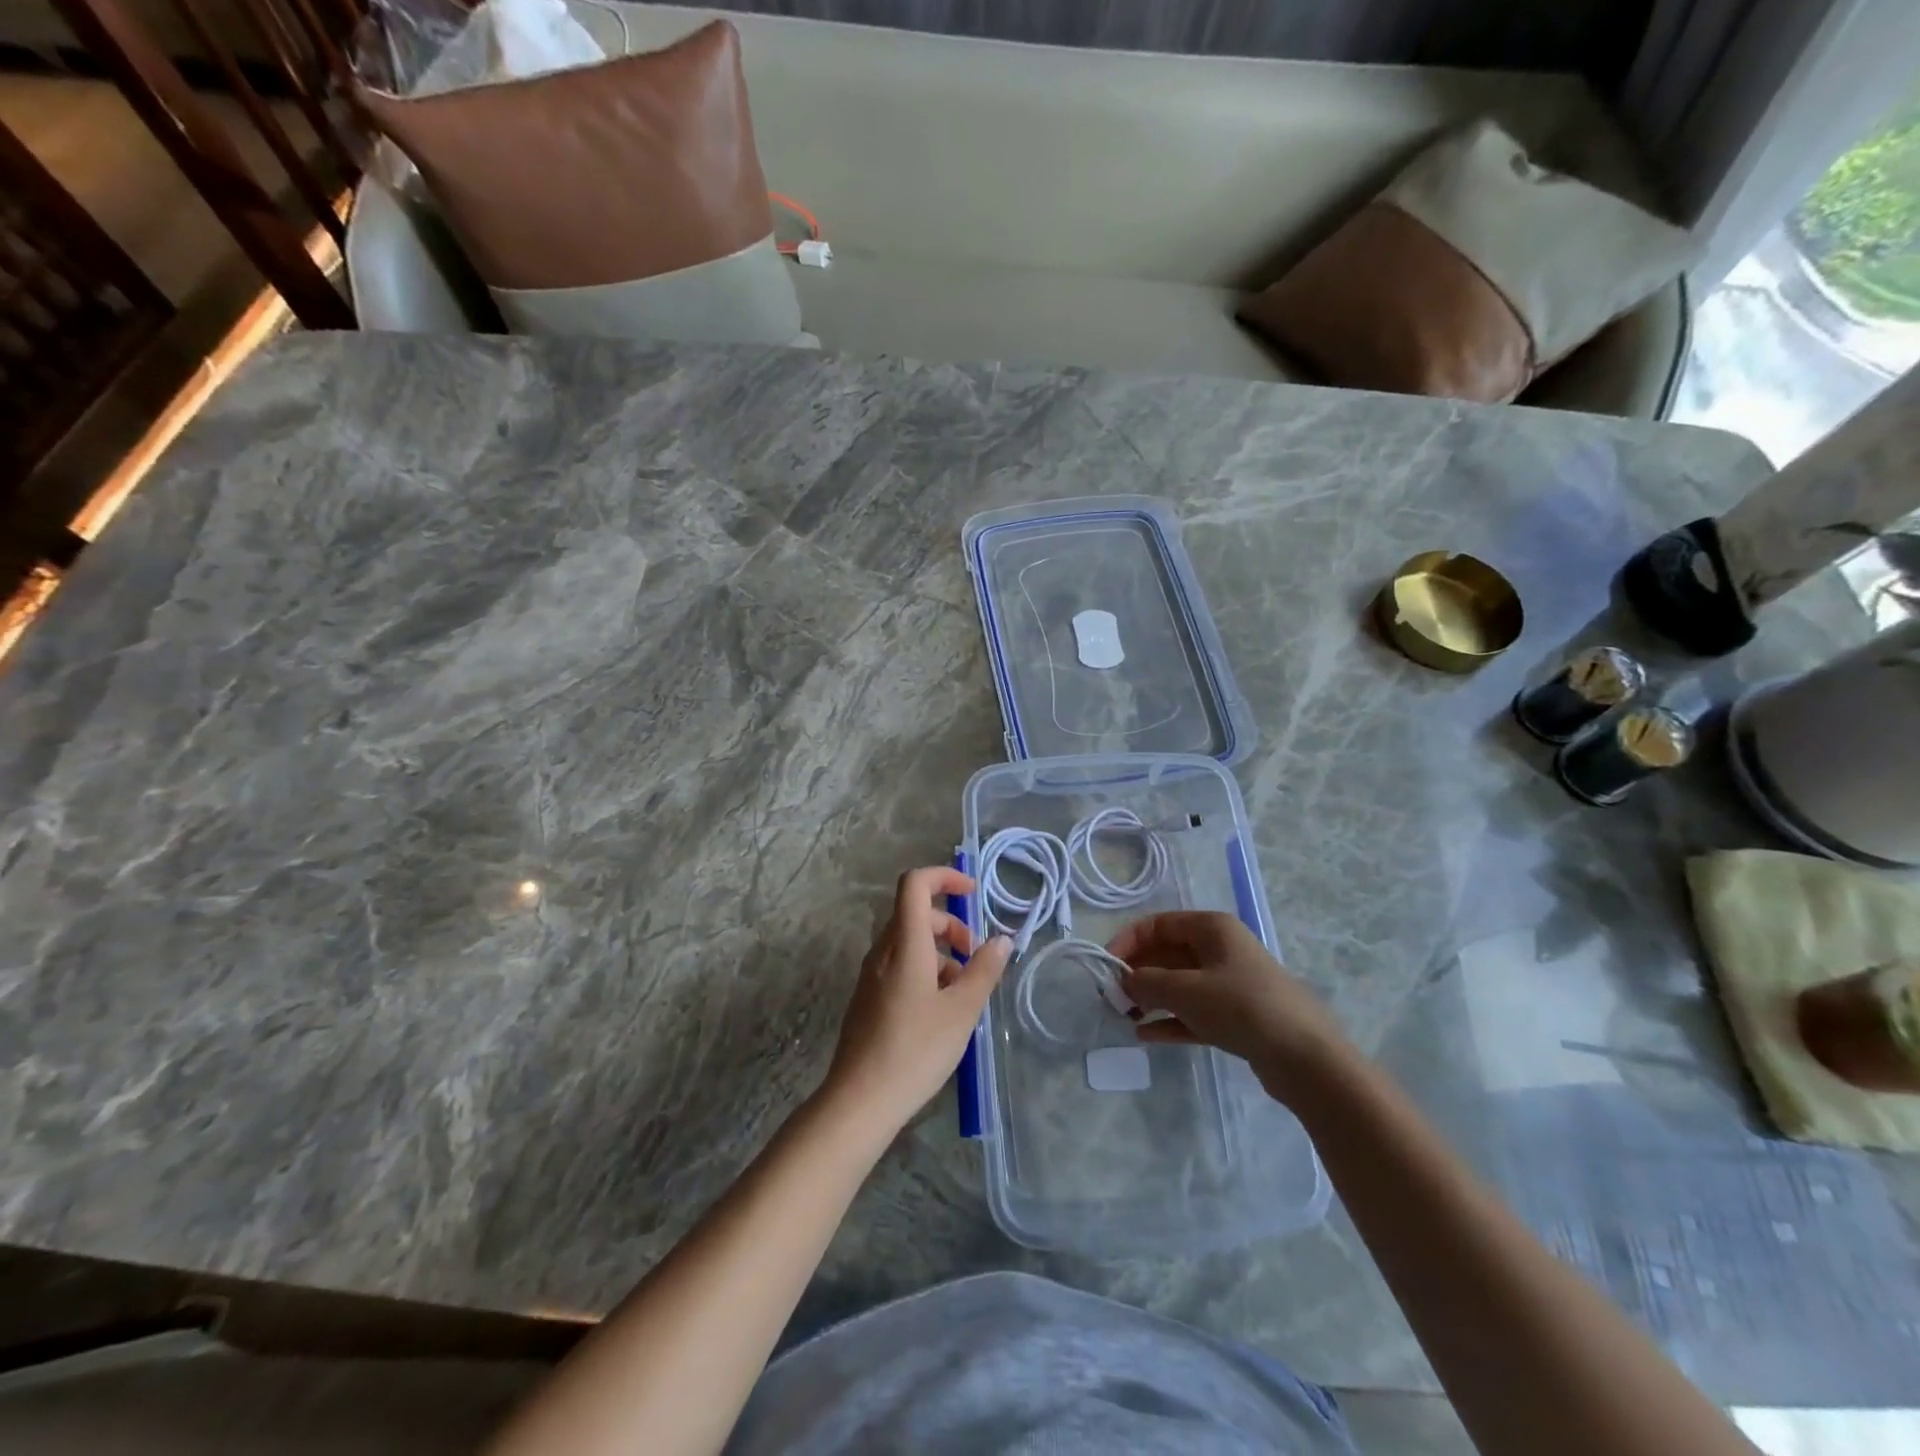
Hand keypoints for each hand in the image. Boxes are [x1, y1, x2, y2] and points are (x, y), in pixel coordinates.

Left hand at [822, 867, 1011, 1134]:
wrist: (860, 1100)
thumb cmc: (916, 1050)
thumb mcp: (962, 1010)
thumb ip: (984, 970)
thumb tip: (1002, 940)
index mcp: (905, 944)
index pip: (915, 884)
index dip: (944, 877)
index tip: (973, 894)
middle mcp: (883, 951)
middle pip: (916, 914)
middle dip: (951, 924)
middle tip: (975, 958)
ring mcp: (871, 975)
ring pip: (910, 943)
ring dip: (941, 952)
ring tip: (964, 992)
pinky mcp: (868, 998)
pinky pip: (900, 966)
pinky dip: (925, 971)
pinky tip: (941, 1011)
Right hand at [1109, 911, 1348, 1098]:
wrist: (1306, 1058)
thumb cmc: (1241, 1007)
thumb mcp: (1185, 990)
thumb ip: (1147, 982)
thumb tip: (1123, 982)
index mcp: (1211, 928)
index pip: (1158, 924)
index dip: (1128, 942)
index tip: (1106, 967)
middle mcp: (1220, 949)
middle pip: (1167, 954)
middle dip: (1138, 974)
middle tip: (1112, 998)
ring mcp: (1230, 983)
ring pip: (1180, 984)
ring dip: (1151, 998)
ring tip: (1124, 1017)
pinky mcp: (1237, 1016)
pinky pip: (1194, 1011)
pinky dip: (1170, 1019)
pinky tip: (1146, 1035)